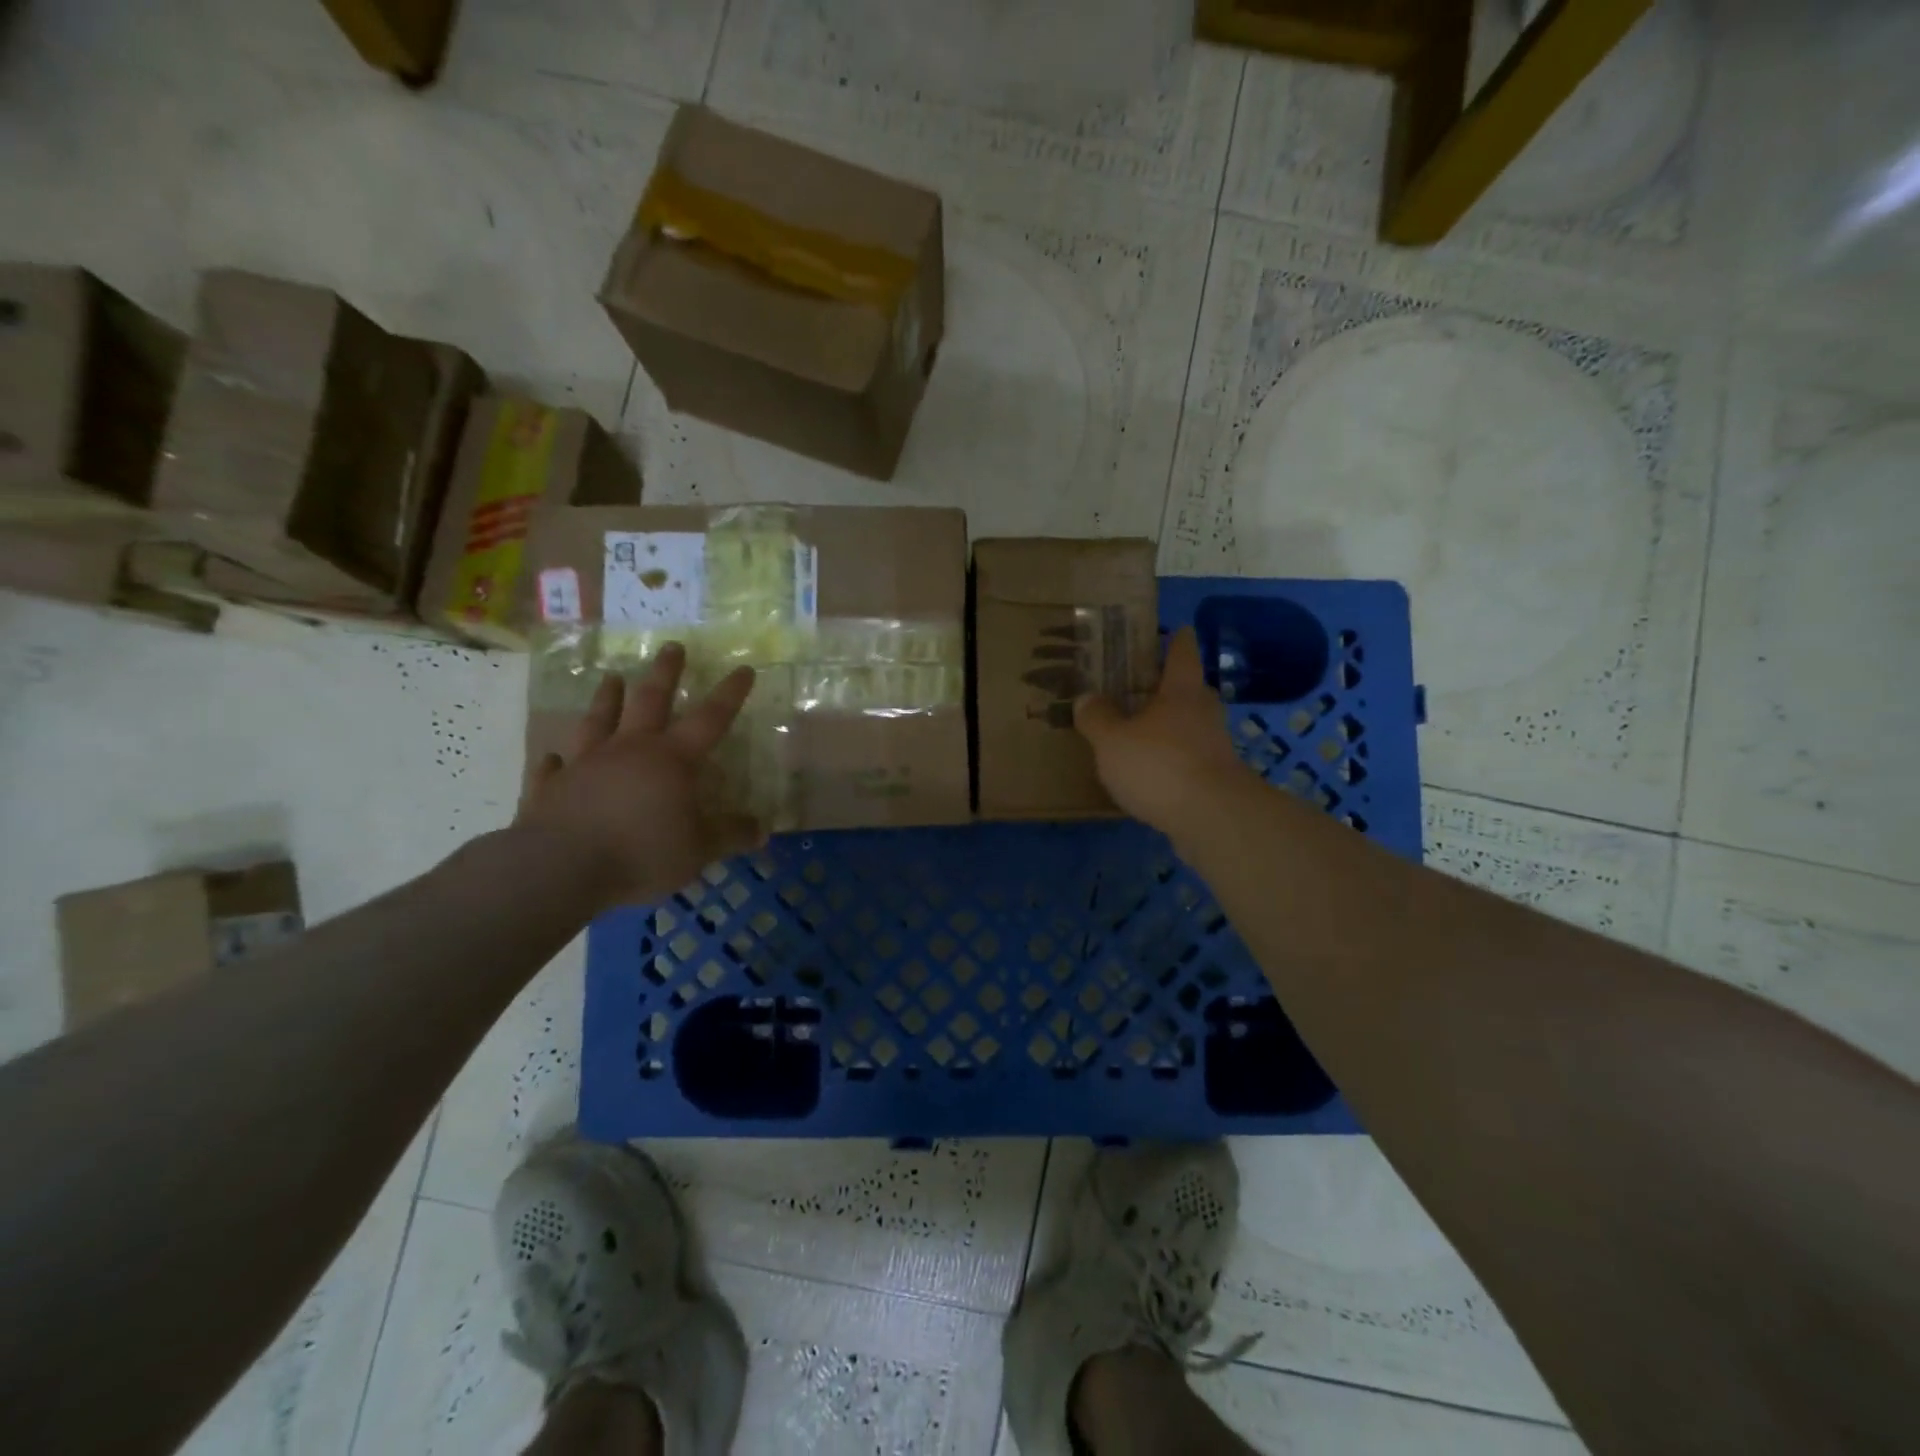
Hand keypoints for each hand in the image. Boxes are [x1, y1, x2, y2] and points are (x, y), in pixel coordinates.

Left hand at [517, 643, 764, 907]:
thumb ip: (730, 835)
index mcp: (672, 759)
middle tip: (671, 646)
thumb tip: (761, 828)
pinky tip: (554, 755)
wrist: (560, 867)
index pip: (710, 719)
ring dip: (607, 698)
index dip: (730, 694)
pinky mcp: (551, 787)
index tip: (744, 669)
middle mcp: (629, 750)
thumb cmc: (641, 852)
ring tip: (612, 677)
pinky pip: (554, 767)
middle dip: (664, 673)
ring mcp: (586, 764)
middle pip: (650, 701)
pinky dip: (556, 760)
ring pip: (599, 720)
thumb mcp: (699, 849)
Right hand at [1074, 627, 1256, 836]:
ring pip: (1188, 725)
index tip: (1171, 630)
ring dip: (1167, 726)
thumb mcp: (1112, 740)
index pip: (1182, 651)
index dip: (1175, 639)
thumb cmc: (1160, 765)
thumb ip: (1097, 717)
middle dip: (1165, 686)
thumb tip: (1086, 698)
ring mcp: (1215, 745)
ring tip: (1136, 732)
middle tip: (1135, 686)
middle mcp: (1203, 710)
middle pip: (1187, 688)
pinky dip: (1172, 758)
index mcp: (1181, 689)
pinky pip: (1188, 757)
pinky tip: (1149, 771)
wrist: (1213, 818)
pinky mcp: (1217, 778)